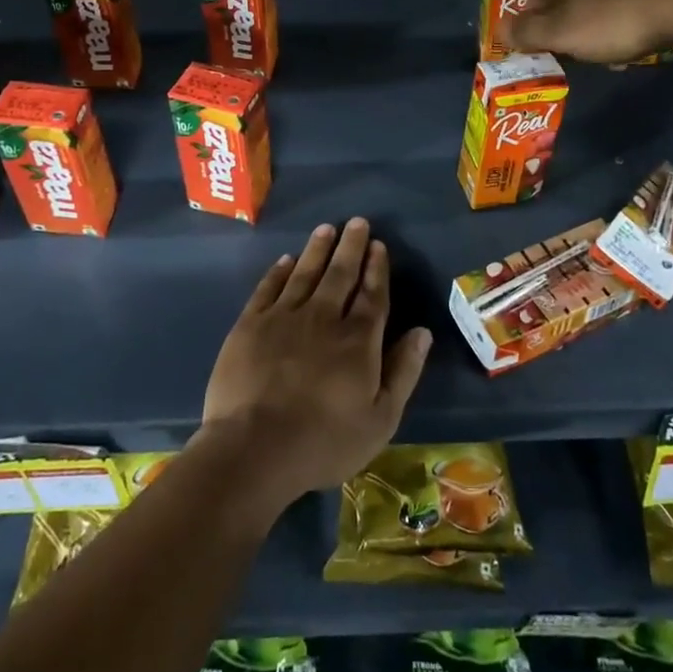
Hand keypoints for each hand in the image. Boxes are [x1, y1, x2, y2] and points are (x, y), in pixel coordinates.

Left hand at [200, 218, 431, 507]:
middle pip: (340, 274)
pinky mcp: (250, 325)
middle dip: (351, 247)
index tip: (378, 245)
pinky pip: (268, 288)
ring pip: (305, 273)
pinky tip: (286, 260)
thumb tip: (422, 332)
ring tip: (326, 229)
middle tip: (357, 222)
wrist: (254, 449)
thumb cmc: (324, 442)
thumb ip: (403, 372)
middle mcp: (323, 317)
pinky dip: (279, 271)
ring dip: (317, 249)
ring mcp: (284, 318)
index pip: (372, 294)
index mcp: (357, 340)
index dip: (376, 268)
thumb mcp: (380, 419)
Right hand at [510, 0, 672, 63]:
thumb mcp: (560, 34)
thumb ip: (525, 33)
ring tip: (623, 41)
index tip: (556, 47)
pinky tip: (649, 25)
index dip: (538, 24)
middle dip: (573, 18)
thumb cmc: (613, 18)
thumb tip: (501, 29)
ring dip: (605, 12)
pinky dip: (635, 4)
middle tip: (588, 48)